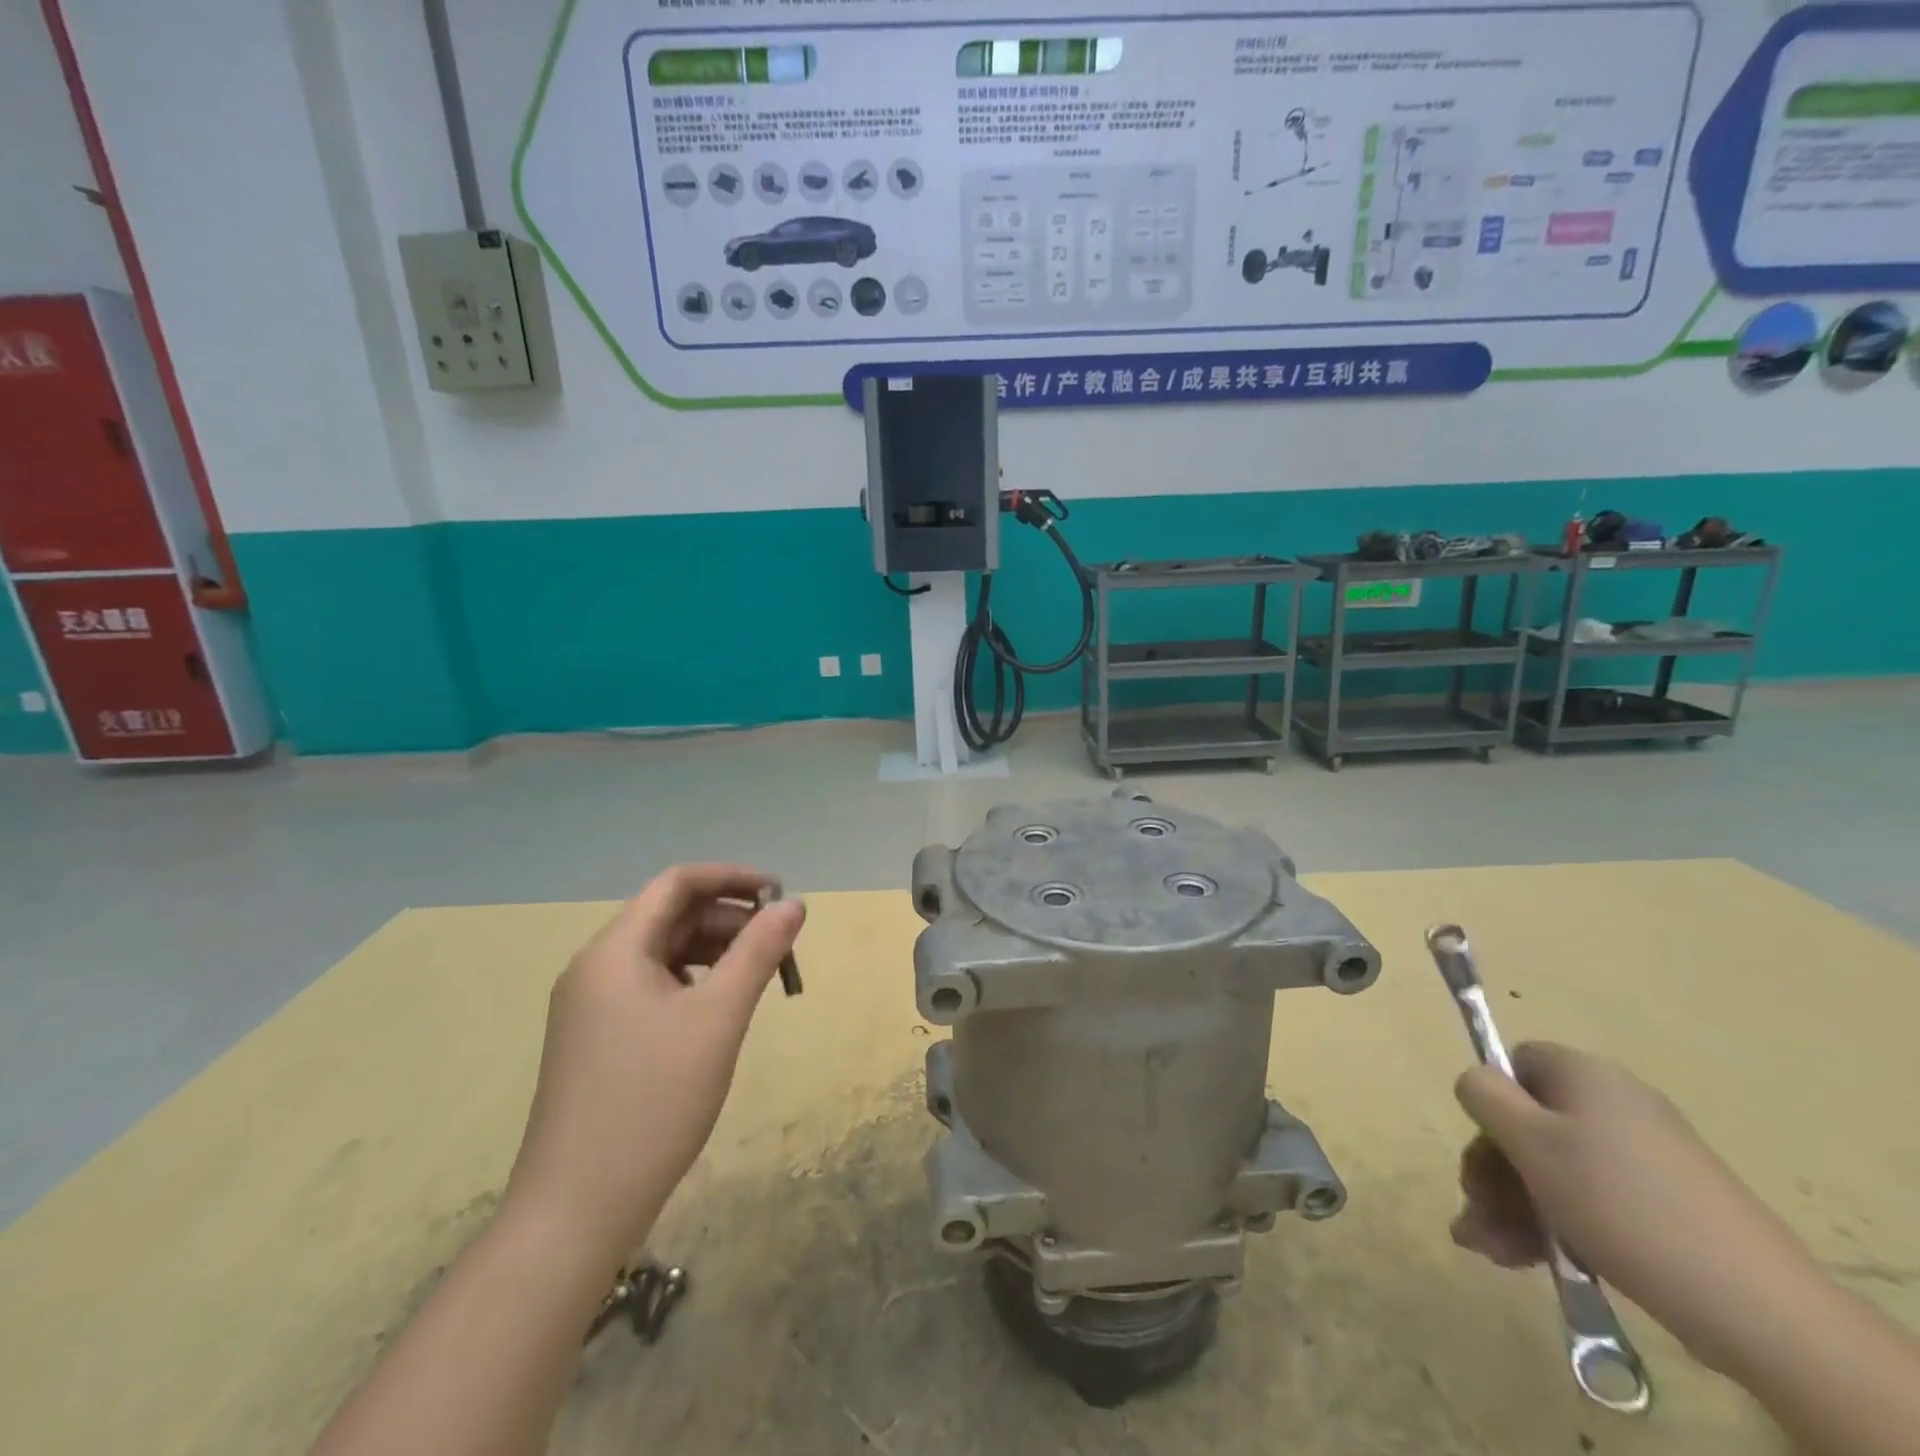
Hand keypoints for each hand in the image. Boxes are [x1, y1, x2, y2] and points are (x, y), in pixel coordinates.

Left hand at [502, 865, 804, 1264]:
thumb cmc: (653, 1101)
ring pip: (662, 953)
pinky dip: (692, 982)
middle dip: (729, 918)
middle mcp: (596, 967)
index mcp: (615, 950)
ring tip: (759, 974)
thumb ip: (759, 952)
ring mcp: (590, 1006)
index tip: (780, 893)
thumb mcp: (719, 1018)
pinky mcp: (595, 1039)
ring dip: (714, 951)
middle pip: (670, 916)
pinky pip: (650, 986)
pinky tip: (719, 1008)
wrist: (576, 1210)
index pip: (677, 883)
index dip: (732, 878)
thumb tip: (795, 903)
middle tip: (780, 943)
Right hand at [1452, 1042, 1822, 1375]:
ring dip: (1513, 1204)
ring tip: (1492, 1250)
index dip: (1492, 1097)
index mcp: (1586, 1076)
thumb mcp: (1531, 1141)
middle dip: (1494, 1169)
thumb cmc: (1620, 1202)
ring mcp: (1646, 1158)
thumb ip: (1485, 1095)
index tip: (1484, 1144)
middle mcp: (1616, 1105)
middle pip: (1530, 1121)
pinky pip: (1590, 1198)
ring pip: (1554, 1167)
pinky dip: (1553, 1222)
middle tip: (1476, 1211)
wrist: (1756, 1306)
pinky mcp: (1665, 1206)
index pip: (1517, 1061)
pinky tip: (1527, 1258)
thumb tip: (1477, 1081)